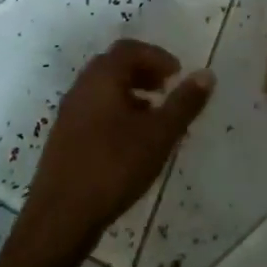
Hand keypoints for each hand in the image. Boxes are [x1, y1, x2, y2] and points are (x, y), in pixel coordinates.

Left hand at [15, 39, 214, 265]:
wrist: (61, 216)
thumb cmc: (114, 167)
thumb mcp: (159, 135)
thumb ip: (184, 103)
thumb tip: (206, 74)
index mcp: (101, 78)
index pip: (129, 49)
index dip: (157, 56)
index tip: (178, 74)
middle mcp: (81, 88)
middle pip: (114, 65)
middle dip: (143, 71)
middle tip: (167, 89)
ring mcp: (69, 113)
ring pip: (103, 89)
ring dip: (130, 93)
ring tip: (154, 116)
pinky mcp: (64, 138)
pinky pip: (94, 110)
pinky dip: (116, 111)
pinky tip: (130, 141)